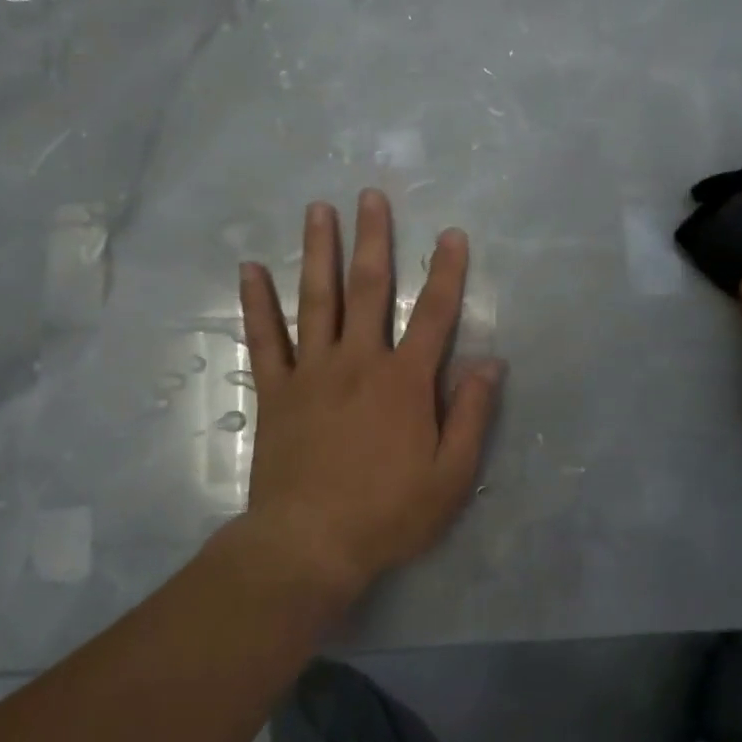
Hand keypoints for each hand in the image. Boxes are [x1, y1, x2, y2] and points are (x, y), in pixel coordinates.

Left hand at [235, 189, 502, 601]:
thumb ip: (472, 415)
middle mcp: (358, 362)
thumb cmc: (388, 513)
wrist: (309, 545)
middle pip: (367, 289)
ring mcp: (312, 373)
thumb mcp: (451, 476)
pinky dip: (257, 303)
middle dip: (373, 239)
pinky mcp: (276, 392)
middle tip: (370, 196)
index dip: (446, 273)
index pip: (434, 315)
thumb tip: (491, 362)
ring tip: (318, 210)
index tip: (451, 234)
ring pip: (315, 300)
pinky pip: (265, 339)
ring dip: (318, 252)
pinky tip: (250, 269)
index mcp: (405, 381)